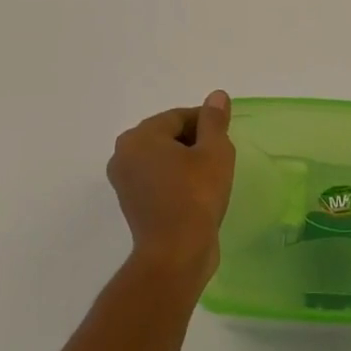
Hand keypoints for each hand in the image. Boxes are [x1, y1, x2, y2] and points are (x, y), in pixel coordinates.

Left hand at [106, 91, 234, 281]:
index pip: (180, 117)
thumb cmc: (196, 196)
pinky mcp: (132, 204)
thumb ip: (214, 120)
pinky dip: (176, 180)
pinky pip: (158, 180)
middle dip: (195, 142)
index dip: (207, 123)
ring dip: (186, 162)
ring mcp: (125, 182)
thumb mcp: (214, 151)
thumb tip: (216, 96)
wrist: (176, 254)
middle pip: (168, 135)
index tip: (226, 138)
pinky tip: (197, 193)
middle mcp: (124, 154)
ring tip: (211, 177)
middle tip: (220, 158)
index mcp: (140, 136)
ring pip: (163, 158)